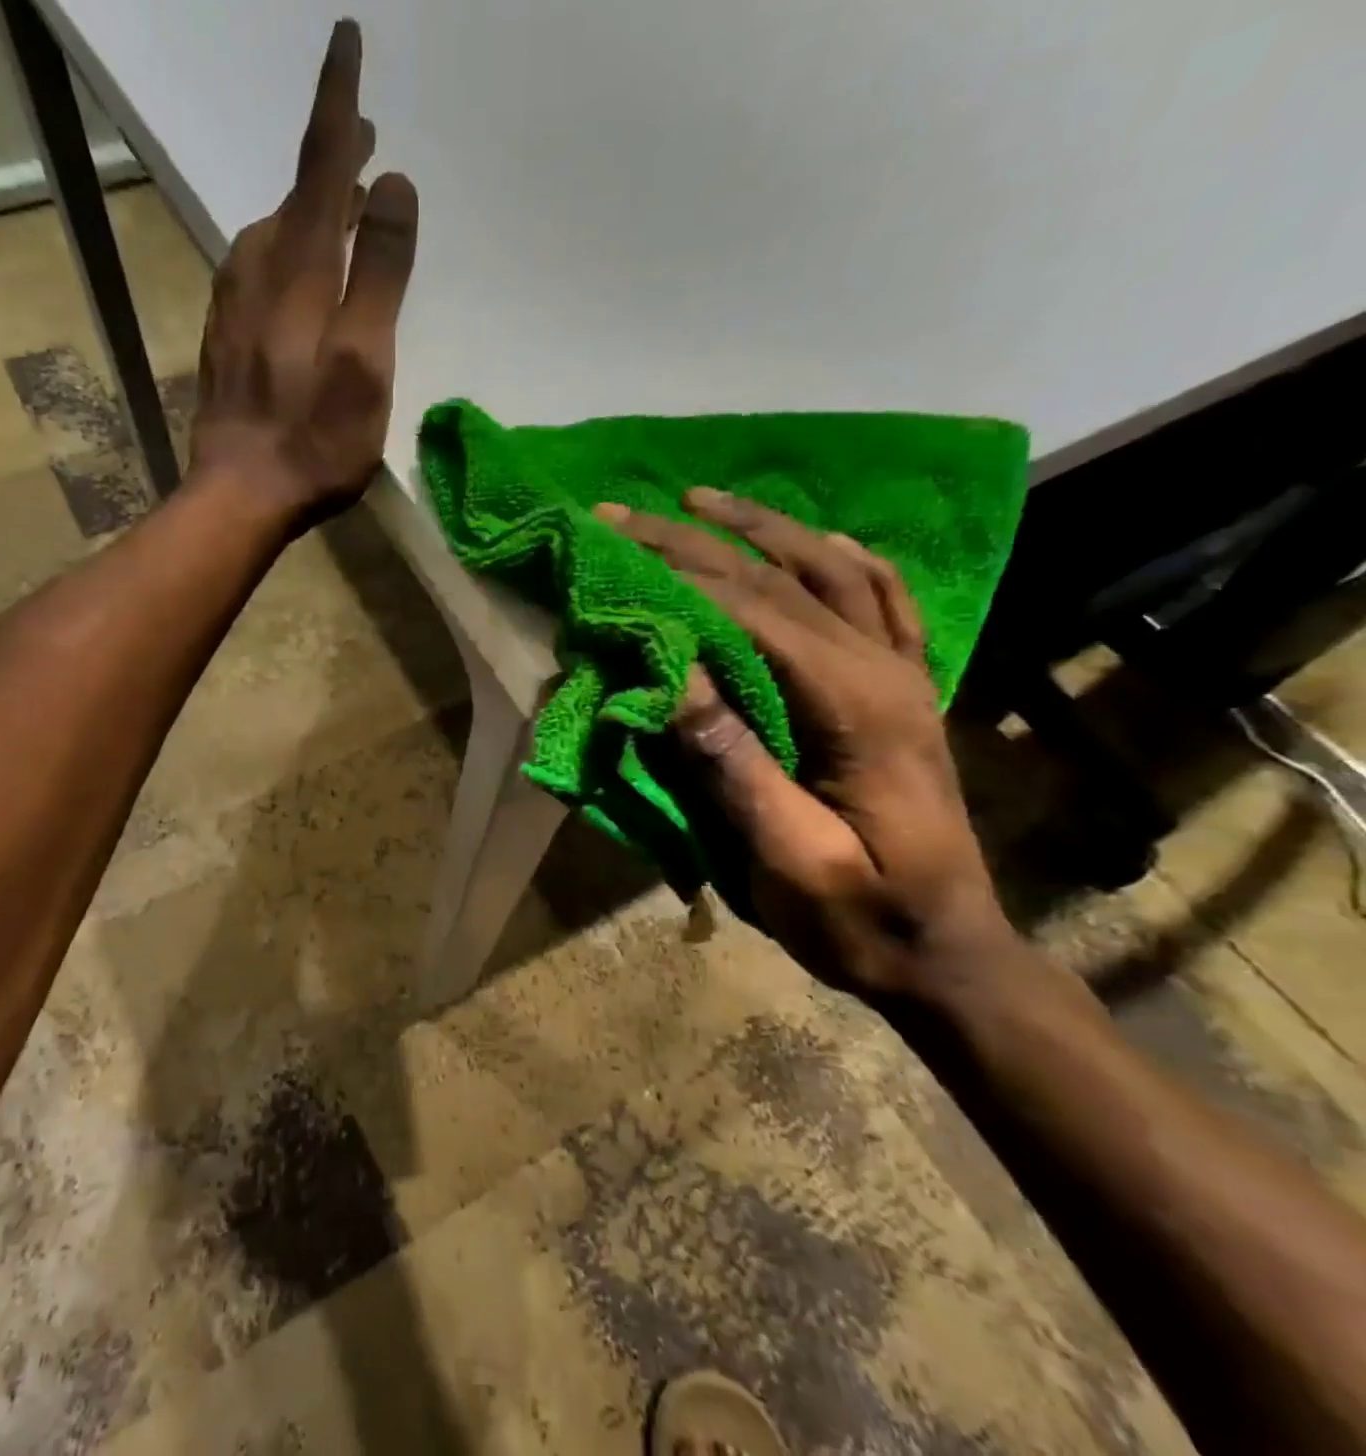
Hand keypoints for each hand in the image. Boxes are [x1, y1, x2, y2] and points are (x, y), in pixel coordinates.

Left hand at [190, 20, 419, 523]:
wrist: (240, 494)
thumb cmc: (315, 438)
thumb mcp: (365, 360)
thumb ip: (380, 272)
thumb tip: (393, 184)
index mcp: (300, 268)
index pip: (323, 162)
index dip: (340, 101)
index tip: (348, 39)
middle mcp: (258, 269)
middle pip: (298, 195)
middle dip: (331, 157)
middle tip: (362, 136)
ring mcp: (233, 305)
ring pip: (272, 233)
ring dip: (306, 207)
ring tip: (337, 204)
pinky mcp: (223, 339)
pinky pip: (254, 272)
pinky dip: (282, 252)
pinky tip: (291, 270)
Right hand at [596, 490, 1018, 1000]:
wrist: (947, 956)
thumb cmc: (857, 918)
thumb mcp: (786, 857)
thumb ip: (732, 764)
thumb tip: (670, 676)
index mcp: (854, 706)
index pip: (752, 612)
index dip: (677, 574)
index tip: (613, 547)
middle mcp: (882, 670)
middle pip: (780, 578)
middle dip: (694, 540)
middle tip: (624, 514)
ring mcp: (902, 675)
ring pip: (832, 570)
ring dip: (764, 527)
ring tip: (701, 500)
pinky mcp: (904, 691)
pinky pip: (882, 601)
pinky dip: (843, 559)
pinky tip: (820, 540)